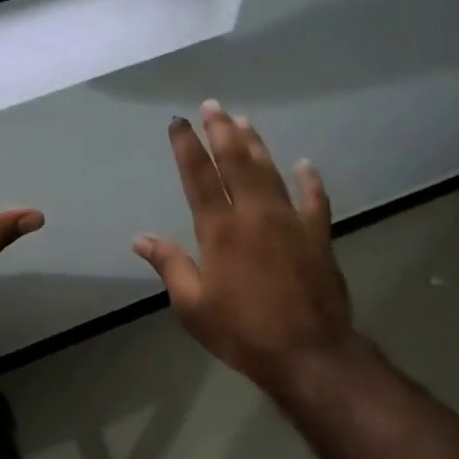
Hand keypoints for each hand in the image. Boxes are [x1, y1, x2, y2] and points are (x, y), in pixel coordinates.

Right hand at [134, 101, 356, 397]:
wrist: (309, 353)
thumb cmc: (243, 331)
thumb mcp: (193, 306)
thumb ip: (169, 265)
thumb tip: (140, 238)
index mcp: (220, 231)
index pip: (198, 177)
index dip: (186, 147)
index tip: (178, 122)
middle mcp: (255, 215)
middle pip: (236, 162)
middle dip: (222, 131)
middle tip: (213, 105)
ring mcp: (291, 222)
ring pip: (271, 172)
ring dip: (256, 145)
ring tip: (244, 121)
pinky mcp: (318, 236)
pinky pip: (315, 200)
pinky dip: (310, 180)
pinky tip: (305, 165)